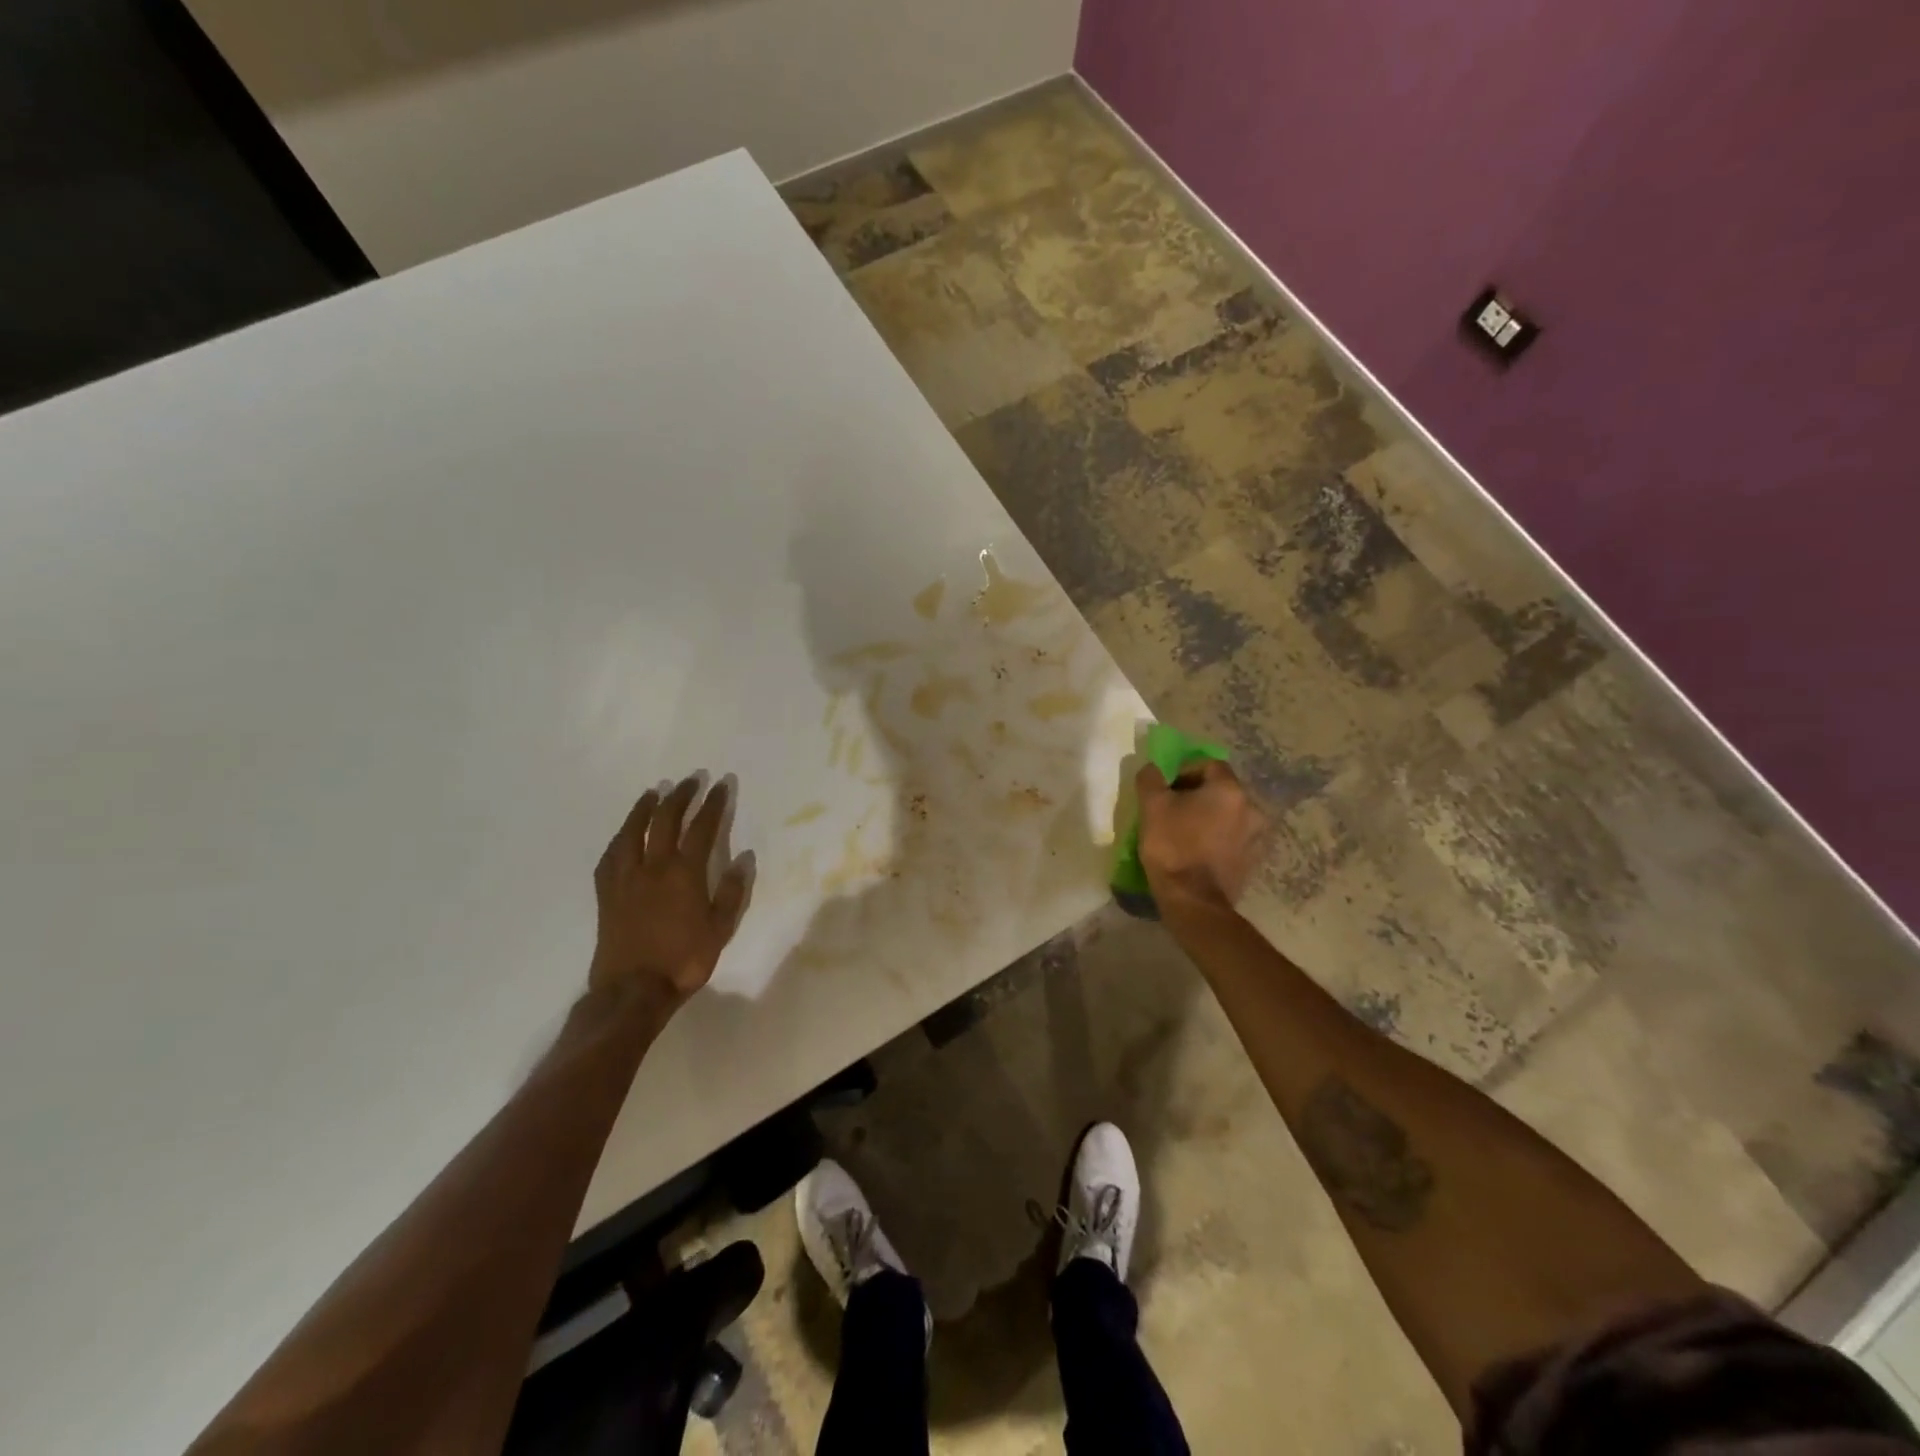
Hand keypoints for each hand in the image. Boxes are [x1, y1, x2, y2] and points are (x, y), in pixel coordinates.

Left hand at [590, 776, 751, 1003]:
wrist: (632, 990)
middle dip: (680, 796)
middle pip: (665, 820)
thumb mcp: (720, 930)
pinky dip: (620, 838)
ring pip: (632, 832)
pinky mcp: (607, 893)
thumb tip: (743, 858)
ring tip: (653, 793)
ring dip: (644, 808)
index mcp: (685, 873)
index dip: (713, 804)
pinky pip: (611, 856)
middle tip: (690, 781)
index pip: (702, 828)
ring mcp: (626, 878)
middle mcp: (653, 867)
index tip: (720, 785)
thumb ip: (731, 892)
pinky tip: (624, 834)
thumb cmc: (683, 960)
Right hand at [1135, 758, 1267, 915]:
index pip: (1209, 765)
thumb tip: (1153, 768)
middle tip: (1174, 810)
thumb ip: (1151, 779)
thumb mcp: (1152, 807)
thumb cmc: (1172, 847)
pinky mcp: (1254, 859)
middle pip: (1221, 789)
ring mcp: (1257, 836)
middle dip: (1198, 795)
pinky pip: (1234, 837)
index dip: (1185, 772)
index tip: (1167, 790)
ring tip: (1187, 832)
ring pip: (1229, 814)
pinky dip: (1219, 837)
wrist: (1193, 901)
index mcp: (1229, 790)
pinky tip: (1200, 851)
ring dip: (1210, 817)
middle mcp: (1251, 807)